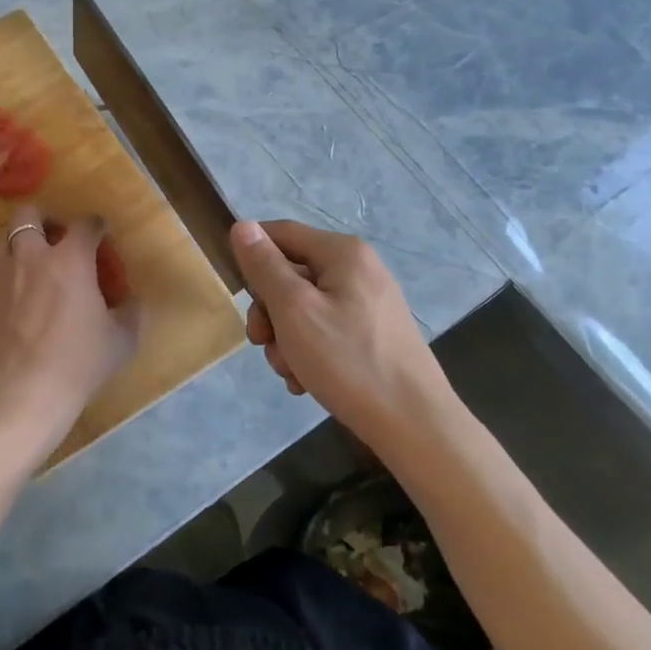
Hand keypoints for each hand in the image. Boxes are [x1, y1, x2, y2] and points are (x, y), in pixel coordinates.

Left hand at [0, 206, 138, 469]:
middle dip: (45, 218)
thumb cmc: (79, 362)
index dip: (97, 225)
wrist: (22, 392)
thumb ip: (131, 314)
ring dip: (22, 245)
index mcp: (70, 259)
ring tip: (38, 266)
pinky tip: (24, 306)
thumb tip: (133, 303)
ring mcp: (3, 280)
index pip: (85, 224)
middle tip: (59, 237)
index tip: (103, 233)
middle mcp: (32, 258)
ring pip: (5, 243)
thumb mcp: (121, 341)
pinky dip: (12, 281)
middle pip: (28, 214)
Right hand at [231, 219, 448, 445]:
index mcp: (343, 253)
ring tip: (290, 371)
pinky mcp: (373, 334)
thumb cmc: (347, 359)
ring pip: (304, 307)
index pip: (281, 232)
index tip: (237, 293)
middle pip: (291, 274)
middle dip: (269, 310)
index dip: (252, 254)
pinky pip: (326, 329)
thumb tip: (242, 225)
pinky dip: (309, 351)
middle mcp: (359, 269)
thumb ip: (264, 266)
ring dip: (285, 338)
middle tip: (262, 343)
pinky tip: (306, 381)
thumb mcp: (293, 309)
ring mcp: (368, 303)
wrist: (413, 424)